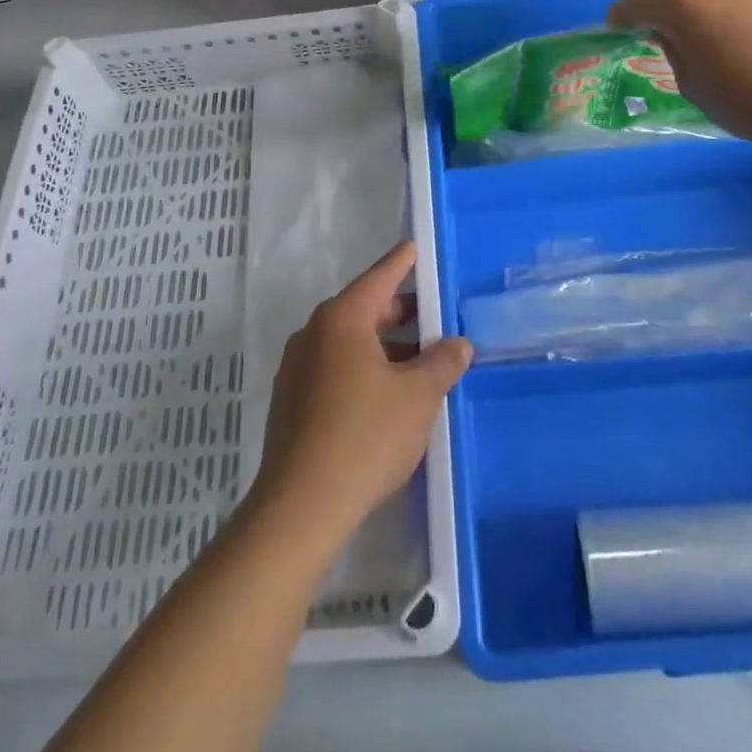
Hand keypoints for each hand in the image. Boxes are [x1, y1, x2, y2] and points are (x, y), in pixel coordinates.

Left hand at [252, 242, 471, 547]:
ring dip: (385, 346)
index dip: (402, 262)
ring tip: (421, 361)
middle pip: (364, 309)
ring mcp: (298, 367)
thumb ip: (442, 362)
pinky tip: (388, 394)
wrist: (302, 504)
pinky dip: (364, 368)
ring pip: (350, 342)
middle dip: (401, 312)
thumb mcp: (418, 396)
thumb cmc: (365, 436)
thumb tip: (458, 343)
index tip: (416, 247)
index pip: (379, 277)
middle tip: (435, 316)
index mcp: (342, 319)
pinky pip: (335, 367)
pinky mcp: (292, 399)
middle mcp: (314, 333)